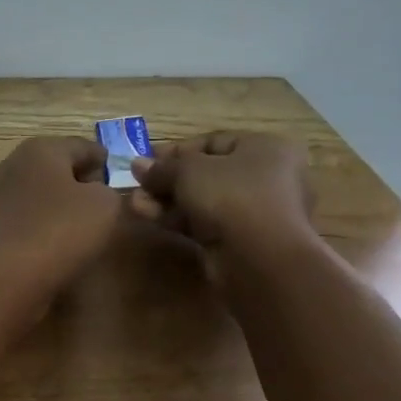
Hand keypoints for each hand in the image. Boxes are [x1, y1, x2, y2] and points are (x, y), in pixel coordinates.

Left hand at [0, 137, 123, 301]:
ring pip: (40, 191)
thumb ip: (108, 190)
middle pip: (57, 166)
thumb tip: (94, 193)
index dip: (104, 161)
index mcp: (42, 148)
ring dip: (60, 202)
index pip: (82, 146)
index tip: (117, 177)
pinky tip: (56, 239)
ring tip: (82, 223)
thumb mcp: (105, 205)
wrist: (6, 274)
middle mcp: (14, 163)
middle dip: (80, 180)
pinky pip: (27, 214)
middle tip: (103, 201)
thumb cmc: (60, 230)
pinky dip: (43, 221)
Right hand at [129, 132, 315, 260]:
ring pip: (202, 200)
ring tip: (134, 203)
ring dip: (165, 200)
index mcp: (266, 149)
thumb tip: (137, 164)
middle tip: (137, 183)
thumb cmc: (231, 195)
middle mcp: (266, 177)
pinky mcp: (240, 240)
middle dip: (166, 179)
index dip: (177, 150)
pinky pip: (204, 223)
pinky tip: (147, 216)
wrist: (260, 258)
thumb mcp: (188, 170)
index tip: (147, 159)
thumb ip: (161, 167)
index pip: (214, 142)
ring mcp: (254, 212)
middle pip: (205, 173)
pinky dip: (176, 218)